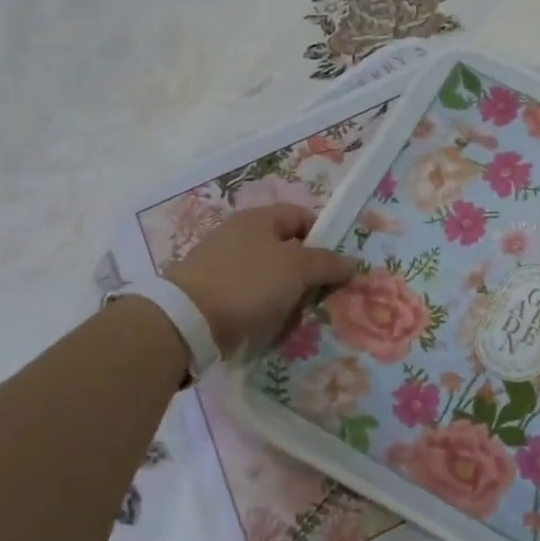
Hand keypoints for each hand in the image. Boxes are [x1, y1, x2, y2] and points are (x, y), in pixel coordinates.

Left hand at [167, 204, 357, 358]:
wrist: (187, 321)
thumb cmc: (248, 282)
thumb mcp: (297, 268)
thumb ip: (327, 263)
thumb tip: (352, 262)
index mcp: (258, 219)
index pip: (300, 216)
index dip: (323, 236)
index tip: (337, 263)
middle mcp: (239, 235)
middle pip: (285, 248)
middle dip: (307, 271)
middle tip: (323, 293)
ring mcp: (222, 265)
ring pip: (269, 276)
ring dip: (287, 293)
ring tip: (299, 314)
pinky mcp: (212, 293)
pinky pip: (250, 296)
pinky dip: (264, 308)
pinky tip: (272, 324)